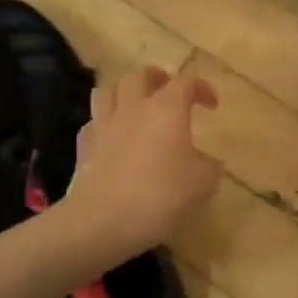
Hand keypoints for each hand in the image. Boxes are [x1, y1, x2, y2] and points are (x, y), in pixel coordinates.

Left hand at [63, 65, 220, 249]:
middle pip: (140, 76)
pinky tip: (111, 137)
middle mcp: (134, 108)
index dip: (201, 88)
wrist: (103, 221)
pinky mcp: (85, 147)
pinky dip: (104, 124)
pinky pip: (93, 123)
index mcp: (167, 109)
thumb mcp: (202, 184)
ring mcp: (104, 125)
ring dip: (123, 92)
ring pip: (108, 91)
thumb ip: (210, 167)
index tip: (212, 105)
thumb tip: (209, 163)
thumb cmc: (160, 195)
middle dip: (156, 77)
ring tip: (134, 104)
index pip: (186, 83)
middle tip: (166, 88)